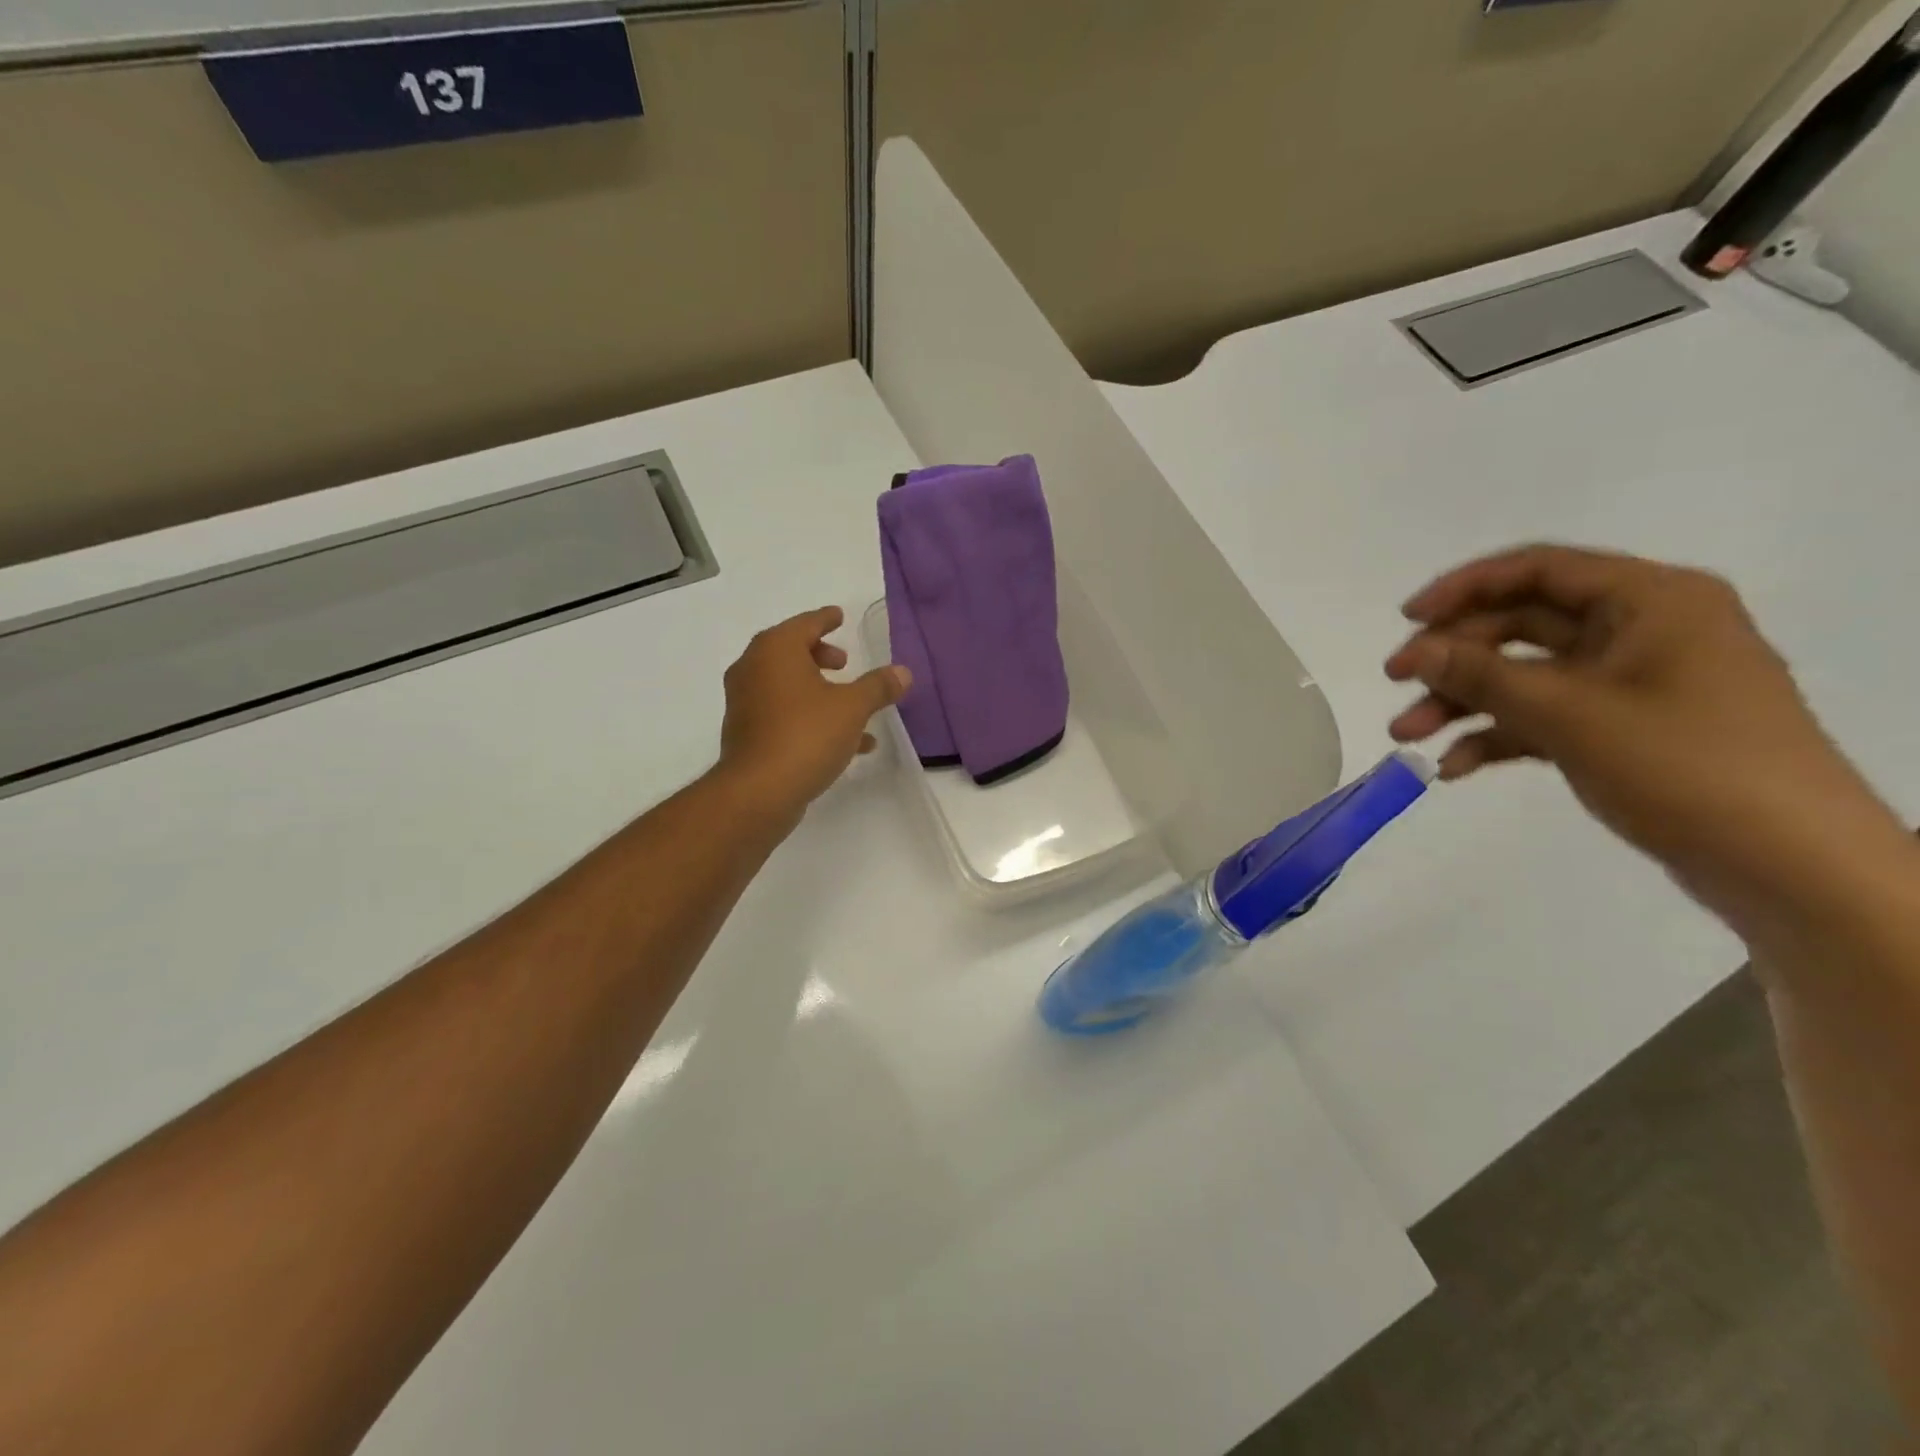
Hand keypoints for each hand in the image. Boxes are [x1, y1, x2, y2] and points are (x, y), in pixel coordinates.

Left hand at [718, 607, 910, 819]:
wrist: (759, 791)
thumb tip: (903, 672)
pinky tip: (848, 742)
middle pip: (790, 652)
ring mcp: (746, 703)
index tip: (839, 616)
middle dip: (820, 655)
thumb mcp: (852, 707)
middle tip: (844, 663)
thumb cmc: (806, 735)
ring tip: (853, 705)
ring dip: (820, 691)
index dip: (825, 620)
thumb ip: (878, 687)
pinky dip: (811, 717)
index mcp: (775, 650)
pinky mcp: (747, 734)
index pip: (804, 624)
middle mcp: (753, 669)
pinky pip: (784, 714)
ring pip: (788, 686)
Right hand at [1383, 544, 1899, 920]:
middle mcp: (1639, 630)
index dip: (1463, 589)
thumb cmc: (1684, 765)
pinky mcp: (1620, 729)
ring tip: (1406, 736)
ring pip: (1523, 676)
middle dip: (1452, 657)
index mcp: (1649, 601)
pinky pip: (1542, 717)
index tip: (1405, 621)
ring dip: (1462, 702)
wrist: (1786, 864)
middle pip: (1521, 625)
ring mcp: (1629, 683)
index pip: (1538, 570)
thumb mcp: (1569, 713)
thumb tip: (1414, 650)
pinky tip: (1453, 767)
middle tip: (1395, 684)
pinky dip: (1496, 737)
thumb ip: (1483, 675)